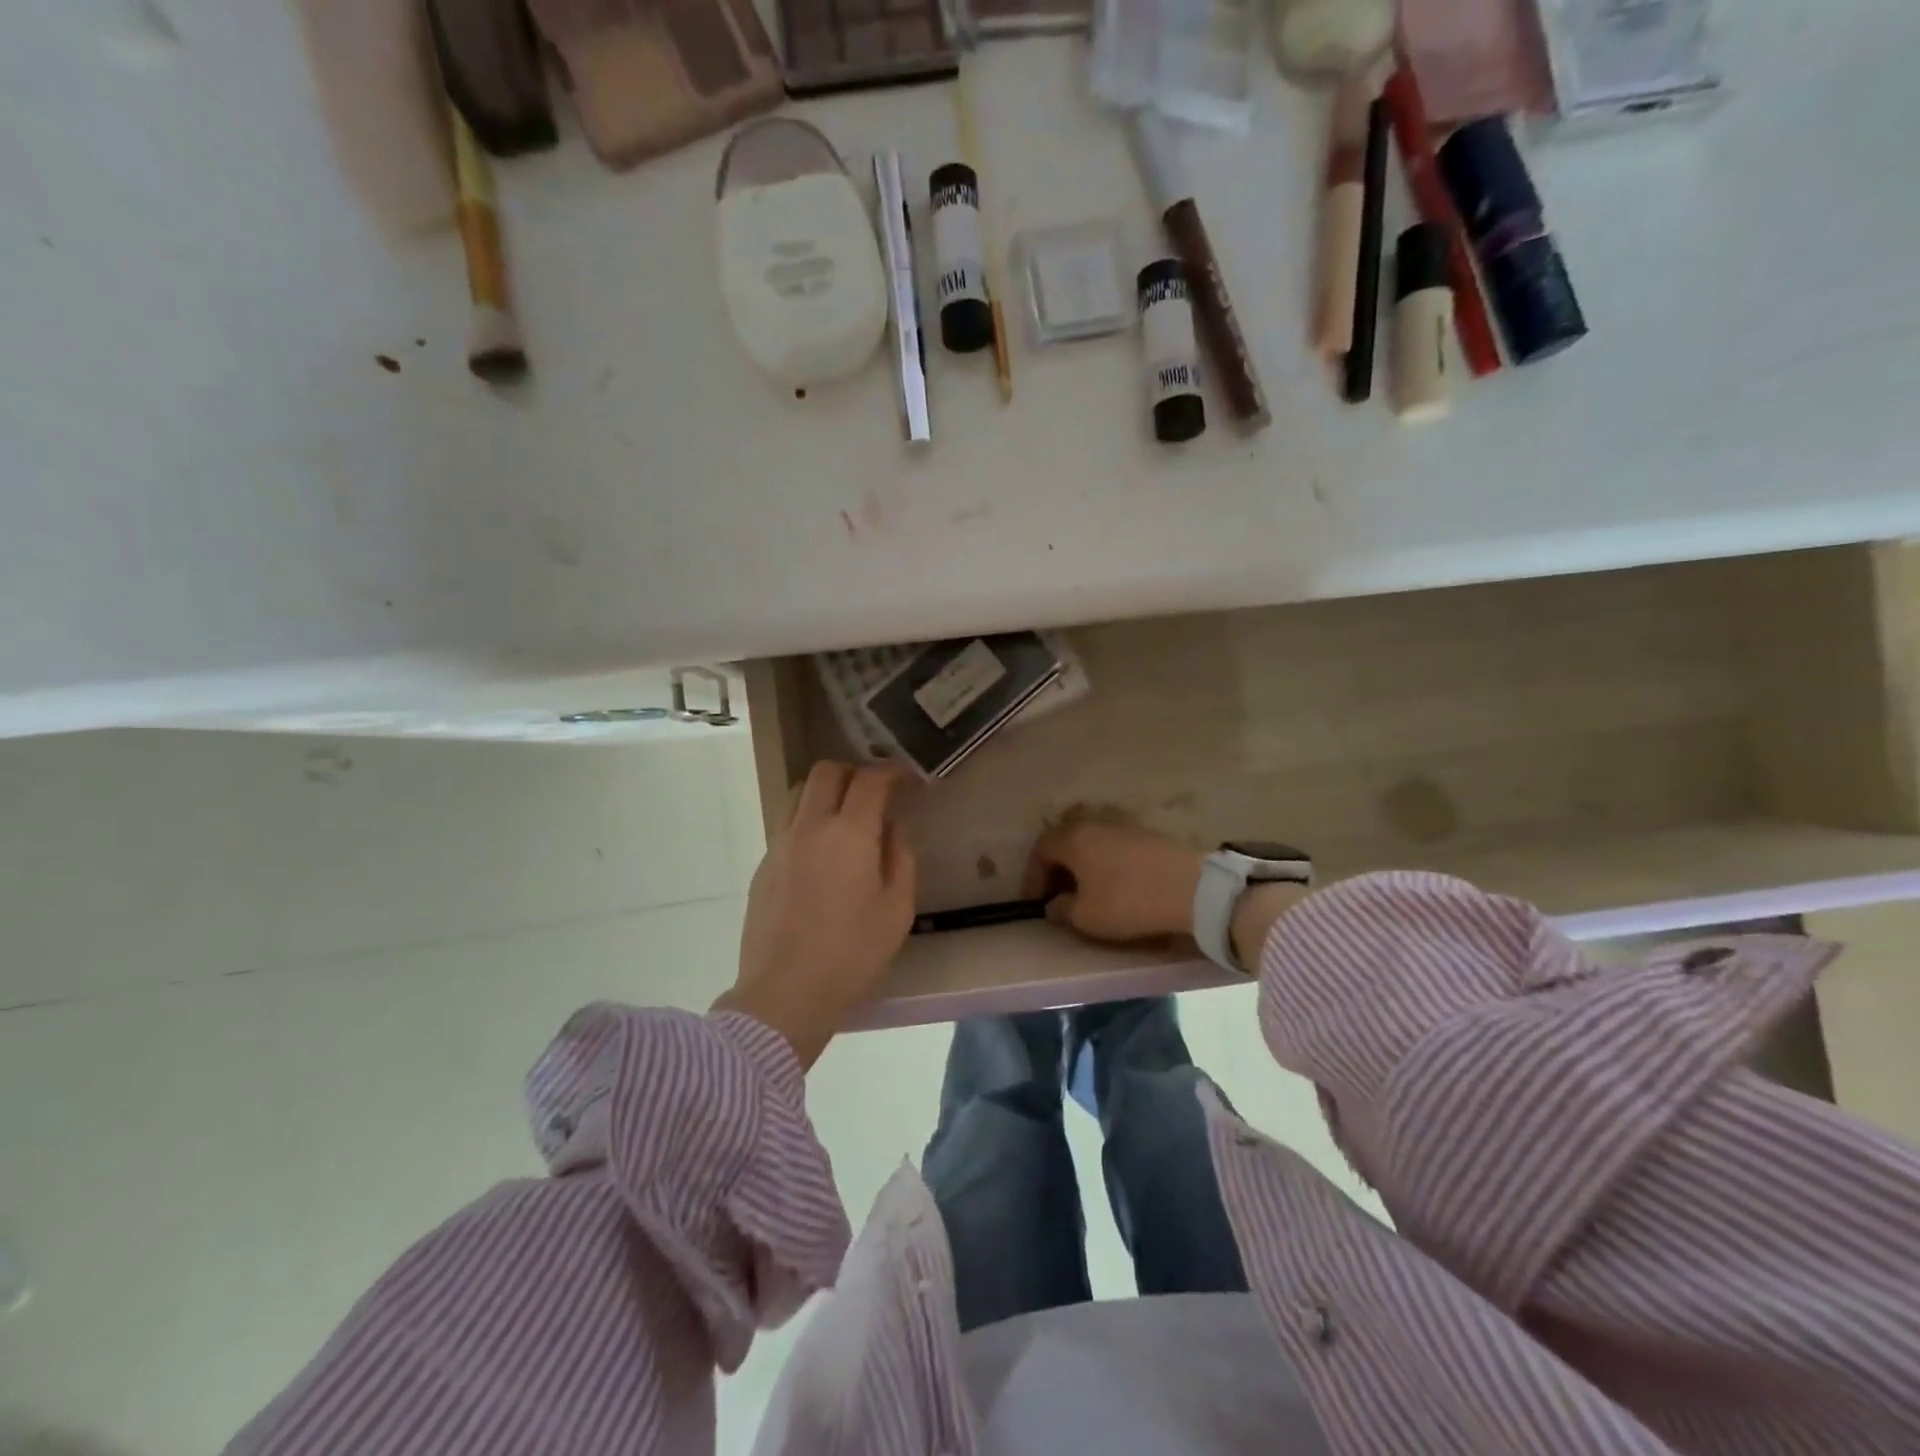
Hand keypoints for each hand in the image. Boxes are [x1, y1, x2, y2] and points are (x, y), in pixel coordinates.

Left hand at [715, 762, 915, 1068]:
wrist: (784, 995)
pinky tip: (822, 853)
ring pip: (799, 793)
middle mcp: (809, 827)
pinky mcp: (763, 865)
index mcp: (849, 834)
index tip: (906, 778)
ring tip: (846, 817)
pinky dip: (808, 820)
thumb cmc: (851, 956)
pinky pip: (787, 824)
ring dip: (825, 792)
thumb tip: (891, 829)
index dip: (891, 771)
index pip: (869, 780)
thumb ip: (900, 859)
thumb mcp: (897, 911)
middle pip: (826, 772)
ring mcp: (780, 844)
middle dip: (854, 772)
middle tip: (875, 793)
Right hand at [1022, 812, 1204, 943]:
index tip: (1036, 903)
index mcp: (1072, 839)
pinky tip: (1113, 885)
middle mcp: (1093, 824)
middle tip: (1057, 896)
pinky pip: (1112, 846)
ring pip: (1090, 843)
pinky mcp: (1146, 834)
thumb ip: (1061, 910)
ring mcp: (1122, 825)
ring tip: (1085, 892)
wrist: (1191, 888)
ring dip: (1081, 865)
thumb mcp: (1086, 917)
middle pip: (1064, 841)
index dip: (1033, 877)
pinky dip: (1104, 863)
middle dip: (1056, 868)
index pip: (1040, 850)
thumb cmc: (1128, 901)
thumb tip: (1053, 905)